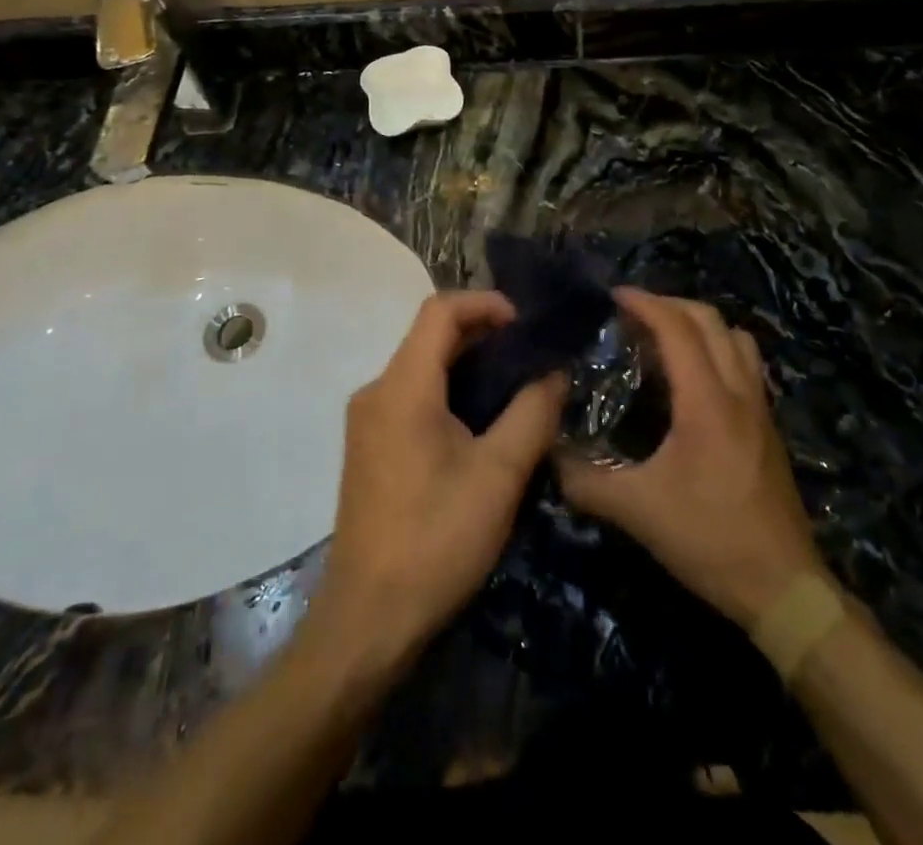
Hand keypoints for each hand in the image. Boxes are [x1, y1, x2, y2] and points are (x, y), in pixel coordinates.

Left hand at [307, 291, 566, 676]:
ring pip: (422, 367)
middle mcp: (376, 390)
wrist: (368, 620)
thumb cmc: (436, 540)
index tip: (526, 323)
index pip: (440, 310)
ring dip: (468, 363)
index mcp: (403, 387)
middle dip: (483, 333)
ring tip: (517, 384)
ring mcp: (367, 419)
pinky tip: (482, 420)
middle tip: (532, 353)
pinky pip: (412, 395)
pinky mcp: (369, 445)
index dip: (485, 303)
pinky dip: (449, 390)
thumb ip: (532, 413)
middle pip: (430, 335)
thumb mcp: (499, 475)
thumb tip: (555, 371)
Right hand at [557, 289, 824, 632]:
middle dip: (669, 304)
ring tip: (664, 338)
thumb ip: (586, 481)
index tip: (612, 297)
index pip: (677, 328)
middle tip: (632, 314)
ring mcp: (760, 408)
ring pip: (736, 337)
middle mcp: (738, 392)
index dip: (644, 304)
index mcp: (707, 401)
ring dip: (699, 324)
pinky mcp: (769, 427)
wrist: (784, 589)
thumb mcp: (638, 513)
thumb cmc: (710, 541)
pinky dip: (718, 349)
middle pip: (710, 320)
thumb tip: (550, 455)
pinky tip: (693, 378)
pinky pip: (746, 364)